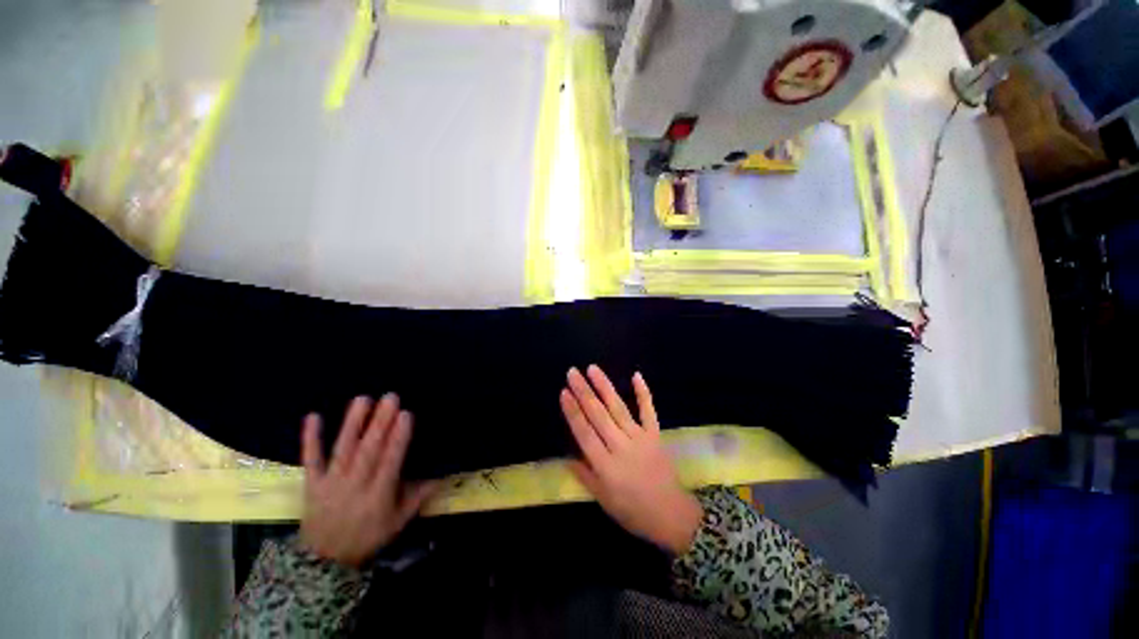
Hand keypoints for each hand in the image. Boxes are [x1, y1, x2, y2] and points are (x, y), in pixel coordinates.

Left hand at [300, 394, 437, 566]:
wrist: (325, 560)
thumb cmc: (369, 536)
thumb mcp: (399, 521)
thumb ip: (420, 495)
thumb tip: (442, 473)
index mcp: (378, 495)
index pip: (390, 461)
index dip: (398, 438)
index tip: (406, 414)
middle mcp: (355, 485)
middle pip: (368, 451)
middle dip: (380, 423)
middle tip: (390, 398)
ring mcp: (331, 483)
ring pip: (343, 449)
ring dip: (352, 424)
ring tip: (363, 399)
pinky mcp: (312, 483)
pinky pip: (311, 459)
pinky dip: (310, 439)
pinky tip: (313, 416)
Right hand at [561, 365, 702, 554]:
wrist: (671, 516)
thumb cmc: (632, 511)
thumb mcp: (603, 500)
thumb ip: (585, 475)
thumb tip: (566, 457)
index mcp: (606, 465)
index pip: (584, 433)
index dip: (573, 411)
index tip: (564, 392)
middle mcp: (621, 447)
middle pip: (599, 415)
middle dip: (583, 392)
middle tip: (572, 372)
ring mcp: (640, 438)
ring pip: (618, 407)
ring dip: (605, 386)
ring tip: (593, 368)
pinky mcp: (655, 434)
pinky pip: (648, 411)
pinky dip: (643, 393)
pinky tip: (636, 375)